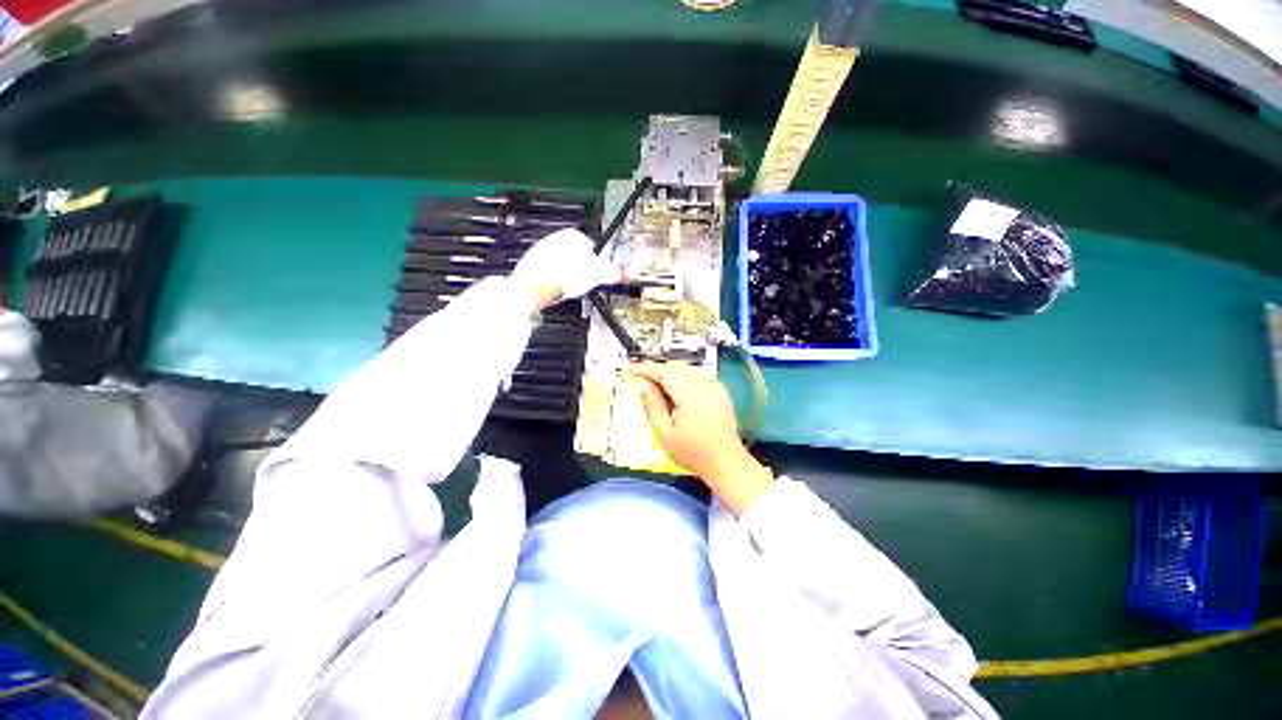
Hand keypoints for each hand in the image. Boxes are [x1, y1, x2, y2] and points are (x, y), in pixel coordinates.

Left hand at [511, 228, 620, 309]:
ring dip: (569, 275)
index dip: (598, 261)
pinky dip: (556, 281)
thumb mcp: (595, 274)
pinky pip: (550, 273)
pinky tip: (559, 290)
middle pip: (575, 255)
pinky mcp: (532, 266)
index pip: (591, 245)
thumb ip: (611, 272)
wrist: (533, 289)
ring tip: (572, 288)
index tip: (599, 271)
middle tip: (587, 281)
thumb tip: (622, 272)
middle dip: (582, 268)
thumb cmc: (562, 277)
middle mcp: (554, 239)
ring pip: (562, 264)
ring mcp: (540, 252)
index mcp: (571, 236)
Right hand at [626, 362, 772, 515]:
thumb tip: (640, 383)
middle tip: (638, 378)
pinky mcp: (719, 390)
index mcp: (690, 393)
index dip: (644, 369)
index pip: (663, 372)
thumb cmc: (693, 453)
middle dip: (656, 370)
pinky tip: (673, 392)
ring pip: (685, 370)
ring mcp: (714, 385)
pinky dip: (681, 379)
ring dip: (668, 374)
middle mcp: (704, 383)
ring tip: (653, 386)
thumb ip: (652, 404)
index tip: (628, 369)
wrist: (727, 463)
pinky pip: (696, 376)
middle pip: (675, 367)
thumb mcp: (665, 433)